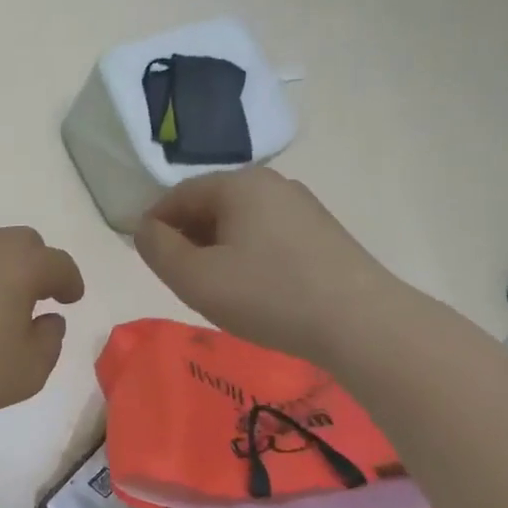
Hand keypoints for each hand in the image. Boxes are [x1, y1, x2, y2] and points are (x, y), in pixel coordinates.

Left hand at [0, 227, 84, 420]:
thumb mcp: (28, 370)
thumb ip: (50, 341)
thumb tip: (48, 319)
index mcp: (20, 265)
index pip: (58, 263)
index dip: (70, 281)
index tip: (71, 298)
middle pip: (22, 243)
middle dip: (37, 265)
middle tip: (37, 295)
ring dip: (0, 269)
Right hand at [134, 168, 407, 361]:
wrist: (361, 323)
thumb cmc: (267, 295)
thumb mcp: (194, 277)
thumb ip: (157, 248)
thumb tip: (145, 228)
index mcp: (238, 184)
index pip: (177, 195)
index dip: (154, 224)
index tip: (146, 259)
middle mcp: (272, 183)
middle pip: (209, 205)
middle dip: (185, 237)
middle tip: (178, 278)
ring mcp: (301, 207)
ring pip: (238, 222)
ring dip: (215, 249)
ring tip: (214, 288)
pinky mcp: (321, 232)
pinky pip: (265, 235)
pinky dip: (245, 255)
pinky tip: (252, 288)